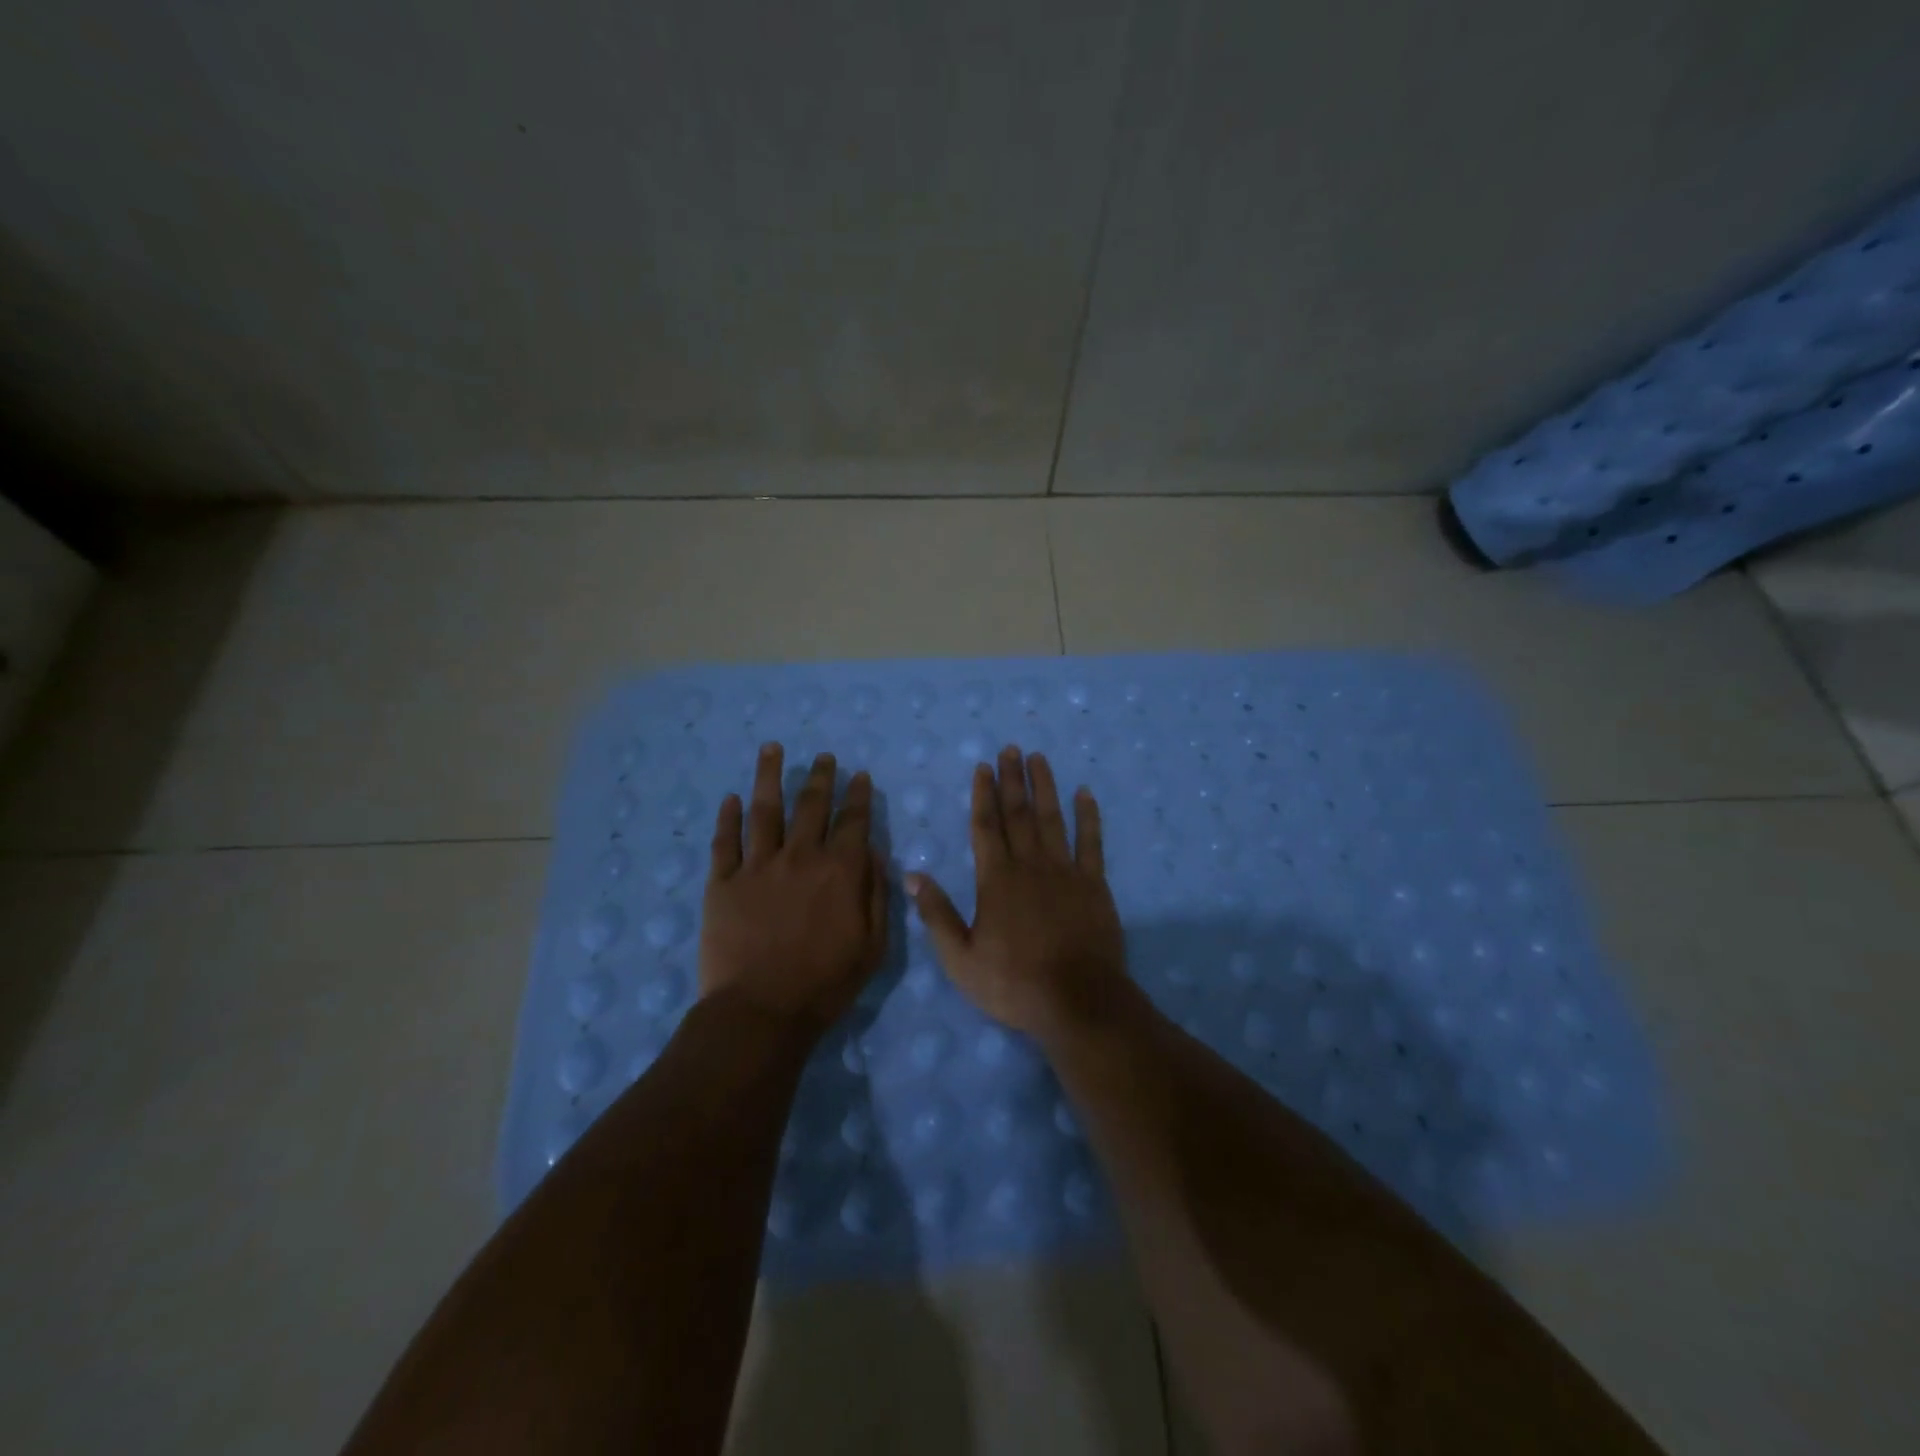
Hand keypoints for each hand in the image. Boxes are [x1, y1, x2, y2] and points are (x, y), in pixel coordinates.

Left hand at [700, 744, 888, 1032]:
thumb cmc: (826, 983)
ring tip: (772, 749)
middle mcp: (800, 856)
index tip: (859, 776)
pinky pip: (725, 841)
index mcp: (839, 870)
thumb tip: (874, 854)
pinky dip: (729, 817)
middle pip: (811, 805)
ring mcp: (757, 866)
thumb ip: (876, 894)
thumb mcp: (873, 945)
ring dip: (769, 776)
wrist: (761, 1011)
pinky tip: (732, 798)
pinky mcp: (723, 882)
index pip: (853, 821)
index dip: (858, 796)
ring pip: (765, 810)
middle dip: (821, 777)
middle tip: (824, 756)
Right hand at [907, 747, 1130, 1043]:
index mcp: (996, 880)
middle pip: (1018, 814)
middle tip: (1010, 749)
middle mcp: (1029, 865)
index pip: (986, 827)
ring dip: (1044, 786)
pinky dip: (1088, 816)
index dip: (983, 794)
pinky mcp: (1094, 884)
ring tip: (1039, 758)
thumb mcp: (960, 958)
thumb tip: (913, 875)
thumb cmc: (1014, 983)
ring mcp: (1065, 871)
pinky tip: (1085, 793)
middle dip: (1012, 779)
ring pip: (1052, 819)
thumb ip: (937, 914)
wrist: (1078, 1001)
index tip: (983, 767)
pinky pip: (1091, 842)